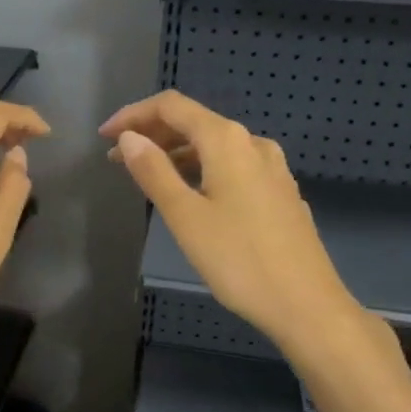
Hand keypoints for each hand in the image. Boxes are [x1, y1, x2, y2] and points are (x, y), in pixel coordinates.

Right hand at [102, 91, 393, 364]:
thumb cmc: (239, 260)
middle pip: (194, 122)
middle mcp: (252, 143)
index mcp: (226, 141)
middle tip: (117, 158)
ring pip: (215, 146)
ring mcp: (272, 168)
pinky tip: (191, 194)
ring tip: (147, 176)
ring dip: (176, 153)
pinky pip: (232, 166)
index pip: (172, 106)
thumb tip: (130, 138)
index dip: (133, 115)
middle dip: (152, 134)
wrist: (306, 305)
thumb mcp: (185, 216)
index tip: (104, 137)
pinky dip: (201, 169)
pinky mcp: (280, 192)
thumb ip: (154, 171)